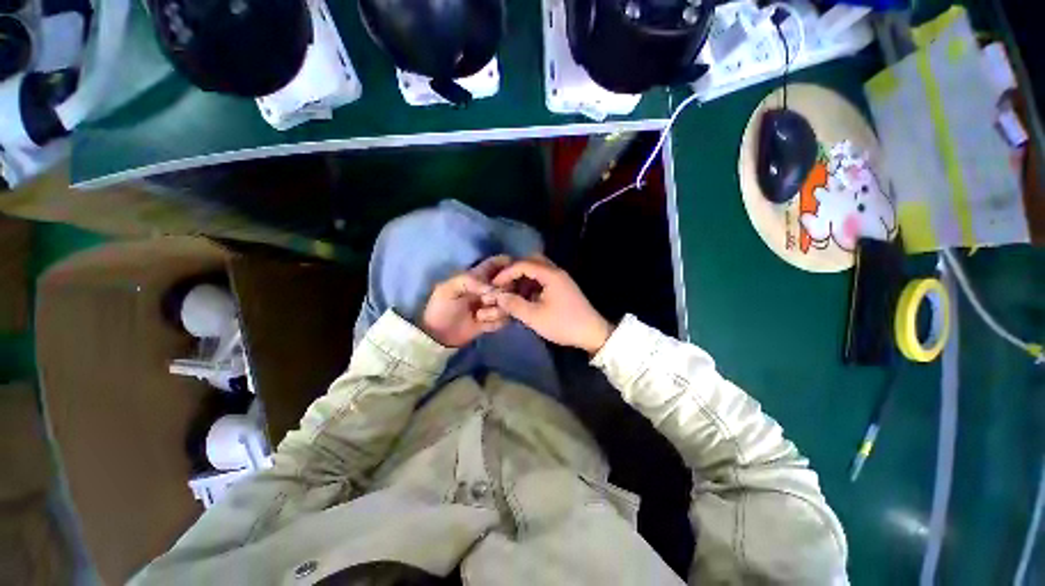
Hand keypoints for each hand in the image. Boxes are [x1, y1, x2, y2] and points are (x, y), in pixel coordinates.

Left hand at [420, 256, 510, 347]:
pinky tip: (482, 325)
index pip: (497, 263)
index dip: (506, 263)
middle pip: (510, 284)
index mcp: (478, 276)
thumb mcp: (449, 288)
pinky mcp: (495, 320)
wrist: (439, 335)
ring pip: (509, 303)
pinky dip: (495, 322)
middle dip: (503, 293)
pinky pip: (506, 319)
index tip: (509, 273)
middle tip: (487, 301)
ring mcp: (493, 305)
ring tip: (479, 316)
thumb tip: (493, 289)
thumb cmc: (441, 307)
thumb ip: (470, 281)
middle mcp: (489, 289)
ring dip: (497, 310)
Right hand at [490, 256, 611, 353]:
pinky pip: (543, 279)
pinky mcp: (562, 288)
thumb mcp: (535, 317)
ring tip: (512, 292)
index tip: (494, 285)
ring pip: (538, 270)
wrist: (592, 333)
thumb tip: (498, 296)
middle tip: (504, 283)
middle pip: (532, 261)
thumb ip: (514, 304)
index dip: (506, 273)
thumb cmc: (563, 324)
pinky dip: (531, 284)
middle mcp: (556, 272)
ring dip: (523, 277)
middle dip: (515, 270)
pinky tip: (525, 298)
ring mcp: (561, 279)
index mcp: (550, 275)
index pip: (523, 264)